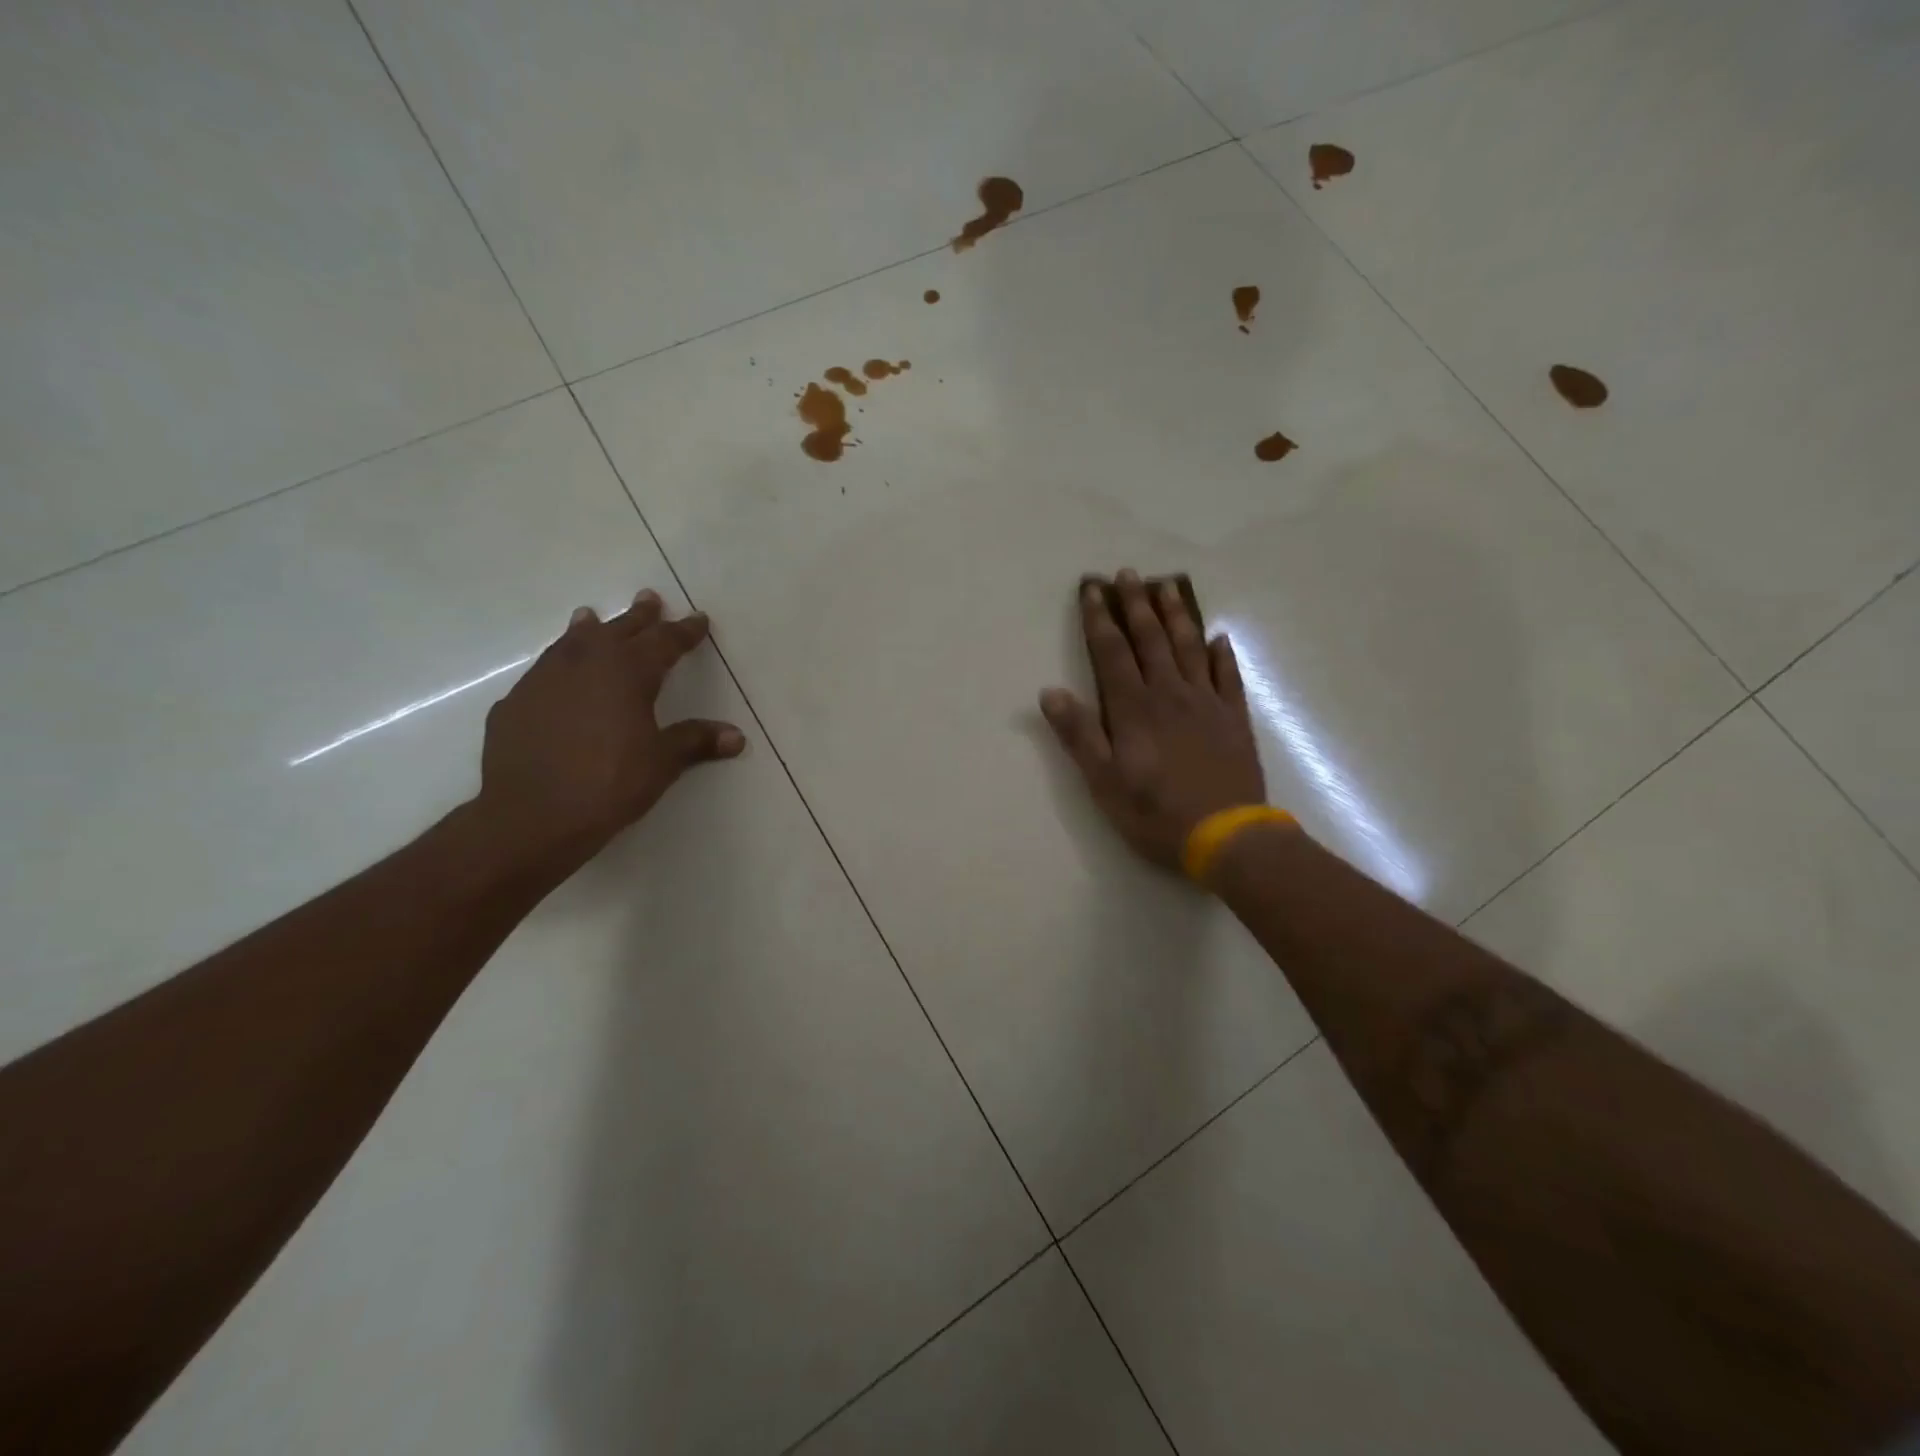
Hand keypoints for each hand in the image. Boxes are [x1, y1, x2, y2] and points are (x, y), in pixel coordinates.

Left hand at [476, 589, 744, 868]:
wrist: (531, 816)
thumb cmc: (608, 784)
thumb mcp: (661, 763)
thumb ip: (695, 741)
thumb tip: (736, 736)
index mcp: (627, 672)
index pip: (664, 643)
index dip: (684, 631)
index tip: (699, 619)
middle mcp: (584, 665)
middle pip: (617, 631)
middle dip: (638, 616)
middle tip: (648, 597)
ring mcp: (543, 681)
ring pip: (570, 643)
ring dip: (588, 630)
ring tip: (590, 616)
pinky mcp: (514, 704)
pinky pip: (542, 673)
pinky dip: (557, 666)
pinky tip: (555, 678)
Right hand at [1040, 570, 1266, 872]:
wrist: (1226, 835)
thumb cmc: (1155, 812)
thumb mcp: (1103, 781)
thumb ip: (1079, 734)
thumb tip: (1050, 692)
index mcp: (1133, 708)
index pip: (1111, 653)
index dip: (1099, 620)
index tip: (1092, 589)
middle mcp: (1169, 694)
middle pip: (1150, 640)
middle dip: (1136, 605)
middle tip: (1129, 573)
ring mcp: (1206, 703)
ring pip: (1188, 647)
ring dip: (1176, 615)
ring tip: (1168, 586)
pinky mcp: (1234, 718)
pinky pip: (1228, 676)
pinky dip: (1222, 654)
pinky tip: (1218, 638)